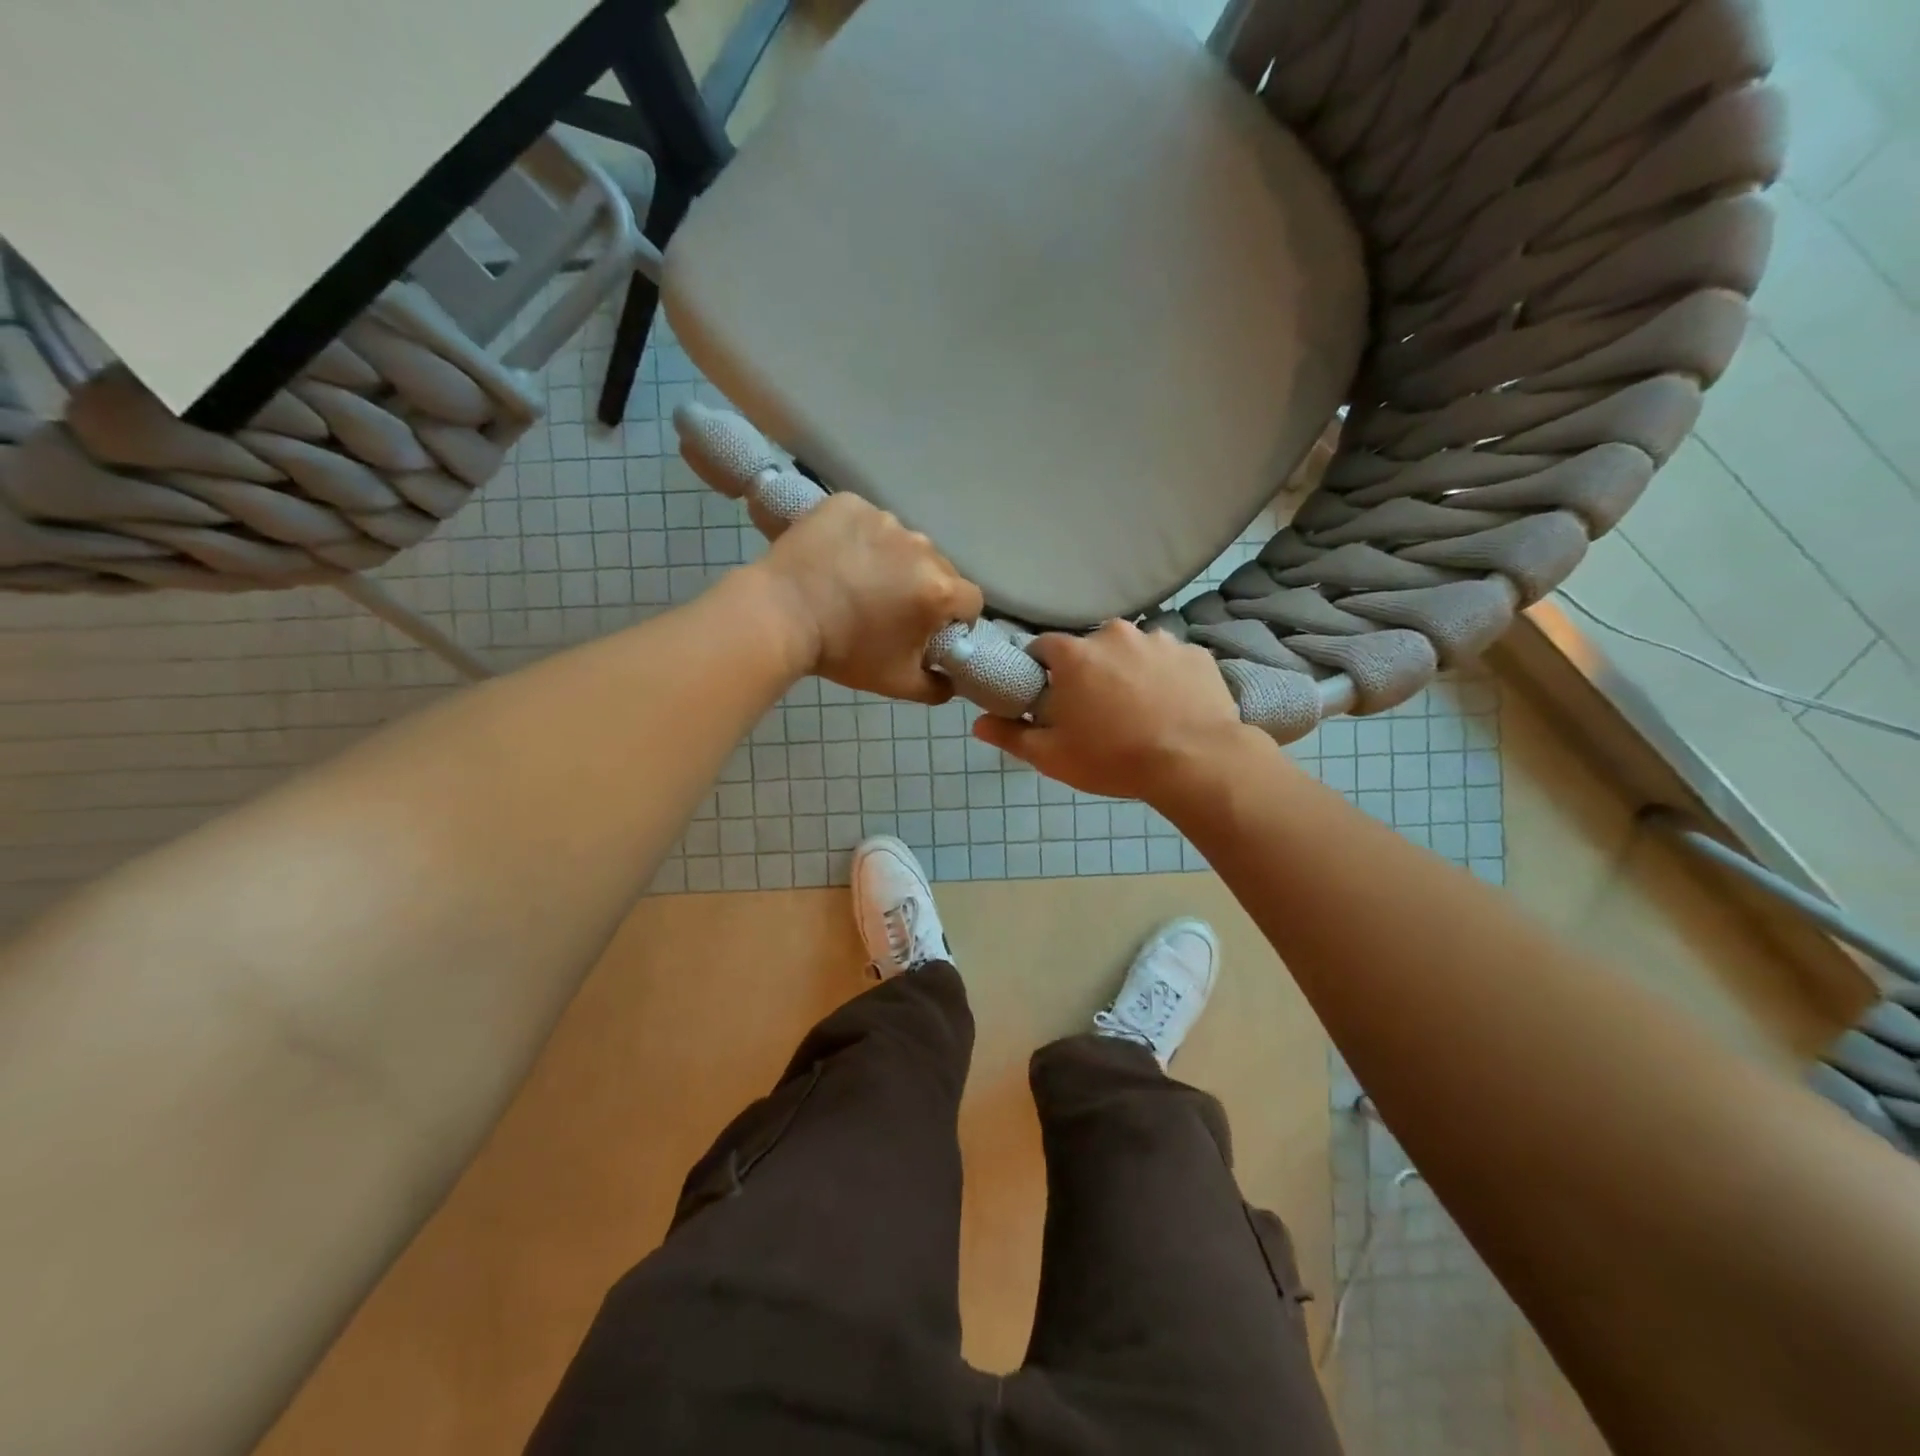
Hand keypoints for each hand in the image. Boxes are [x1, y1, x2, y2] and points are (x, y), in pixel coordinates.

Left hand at [753, 494, 983, 702]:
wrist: (779, 616)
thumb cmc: (844, 652)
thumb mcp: (897, 683)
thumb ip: (936, 687)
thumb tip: (952, 681)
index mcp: (938, 590)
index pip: (970, 601)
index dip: (956, 618)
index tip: (931, 628)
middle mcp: (920, 546)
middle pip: (938, 568)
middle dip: (923, 588)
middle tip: (889, 608)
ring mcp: (884, 519)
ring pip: (902, 543)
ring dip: (891, 560)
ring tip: (857, 581)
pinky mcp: (850, 503)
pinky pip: (867, 521)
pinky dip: (858, 538)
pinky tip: (837, 558)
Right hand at [973, 620, 1262, 804]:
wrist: (1196, 762)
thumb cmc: (1114, 759)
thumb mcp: (1053, 757)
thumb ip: (1011, 735)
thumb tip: (977, 724)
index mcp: (1075, 655)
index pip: (1044, 647)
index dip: (1042, 670)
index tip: (1049, 696)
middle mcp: (1115, 634)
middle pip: (1091, 648)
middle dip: (1089, 671)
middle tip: (1097, 709)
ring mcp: (1160, 639)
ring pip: (1133, 651)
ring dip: (1130, 671)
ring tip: (1141, 709)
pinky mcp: (1196, 653)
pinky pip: (1171, 660)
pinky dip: (1167, 677)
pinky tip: (1172, 707)